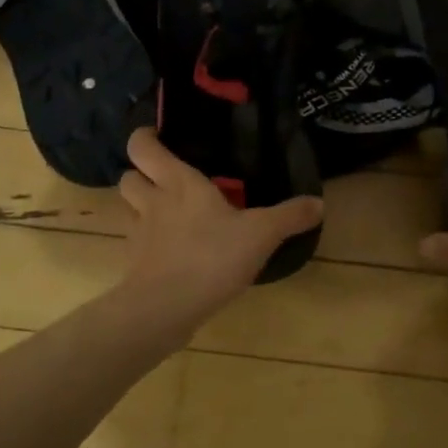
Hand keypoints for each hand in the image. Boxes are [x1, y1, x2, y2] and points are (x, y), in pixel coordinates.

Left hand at [116, 127, 323, 327]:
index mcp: (179, 183)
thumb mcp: (261, 234)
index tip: (158, 137)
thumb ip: (289, 217)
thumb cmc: (211, 257)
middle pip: (128, 176)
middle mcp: (152, 202)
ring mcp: (138, 235)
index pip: (142, 147)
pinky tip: (170, 252)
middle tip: (165, 179)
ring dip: (141, 207)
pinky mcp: (134, 265)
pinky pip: (136, 244)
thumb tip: (319, 203)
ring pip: (128, 209)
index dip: (144, 137)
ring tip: (167, 213)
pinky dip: (147, 243)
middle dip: (141, 174)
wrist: (165, 309)